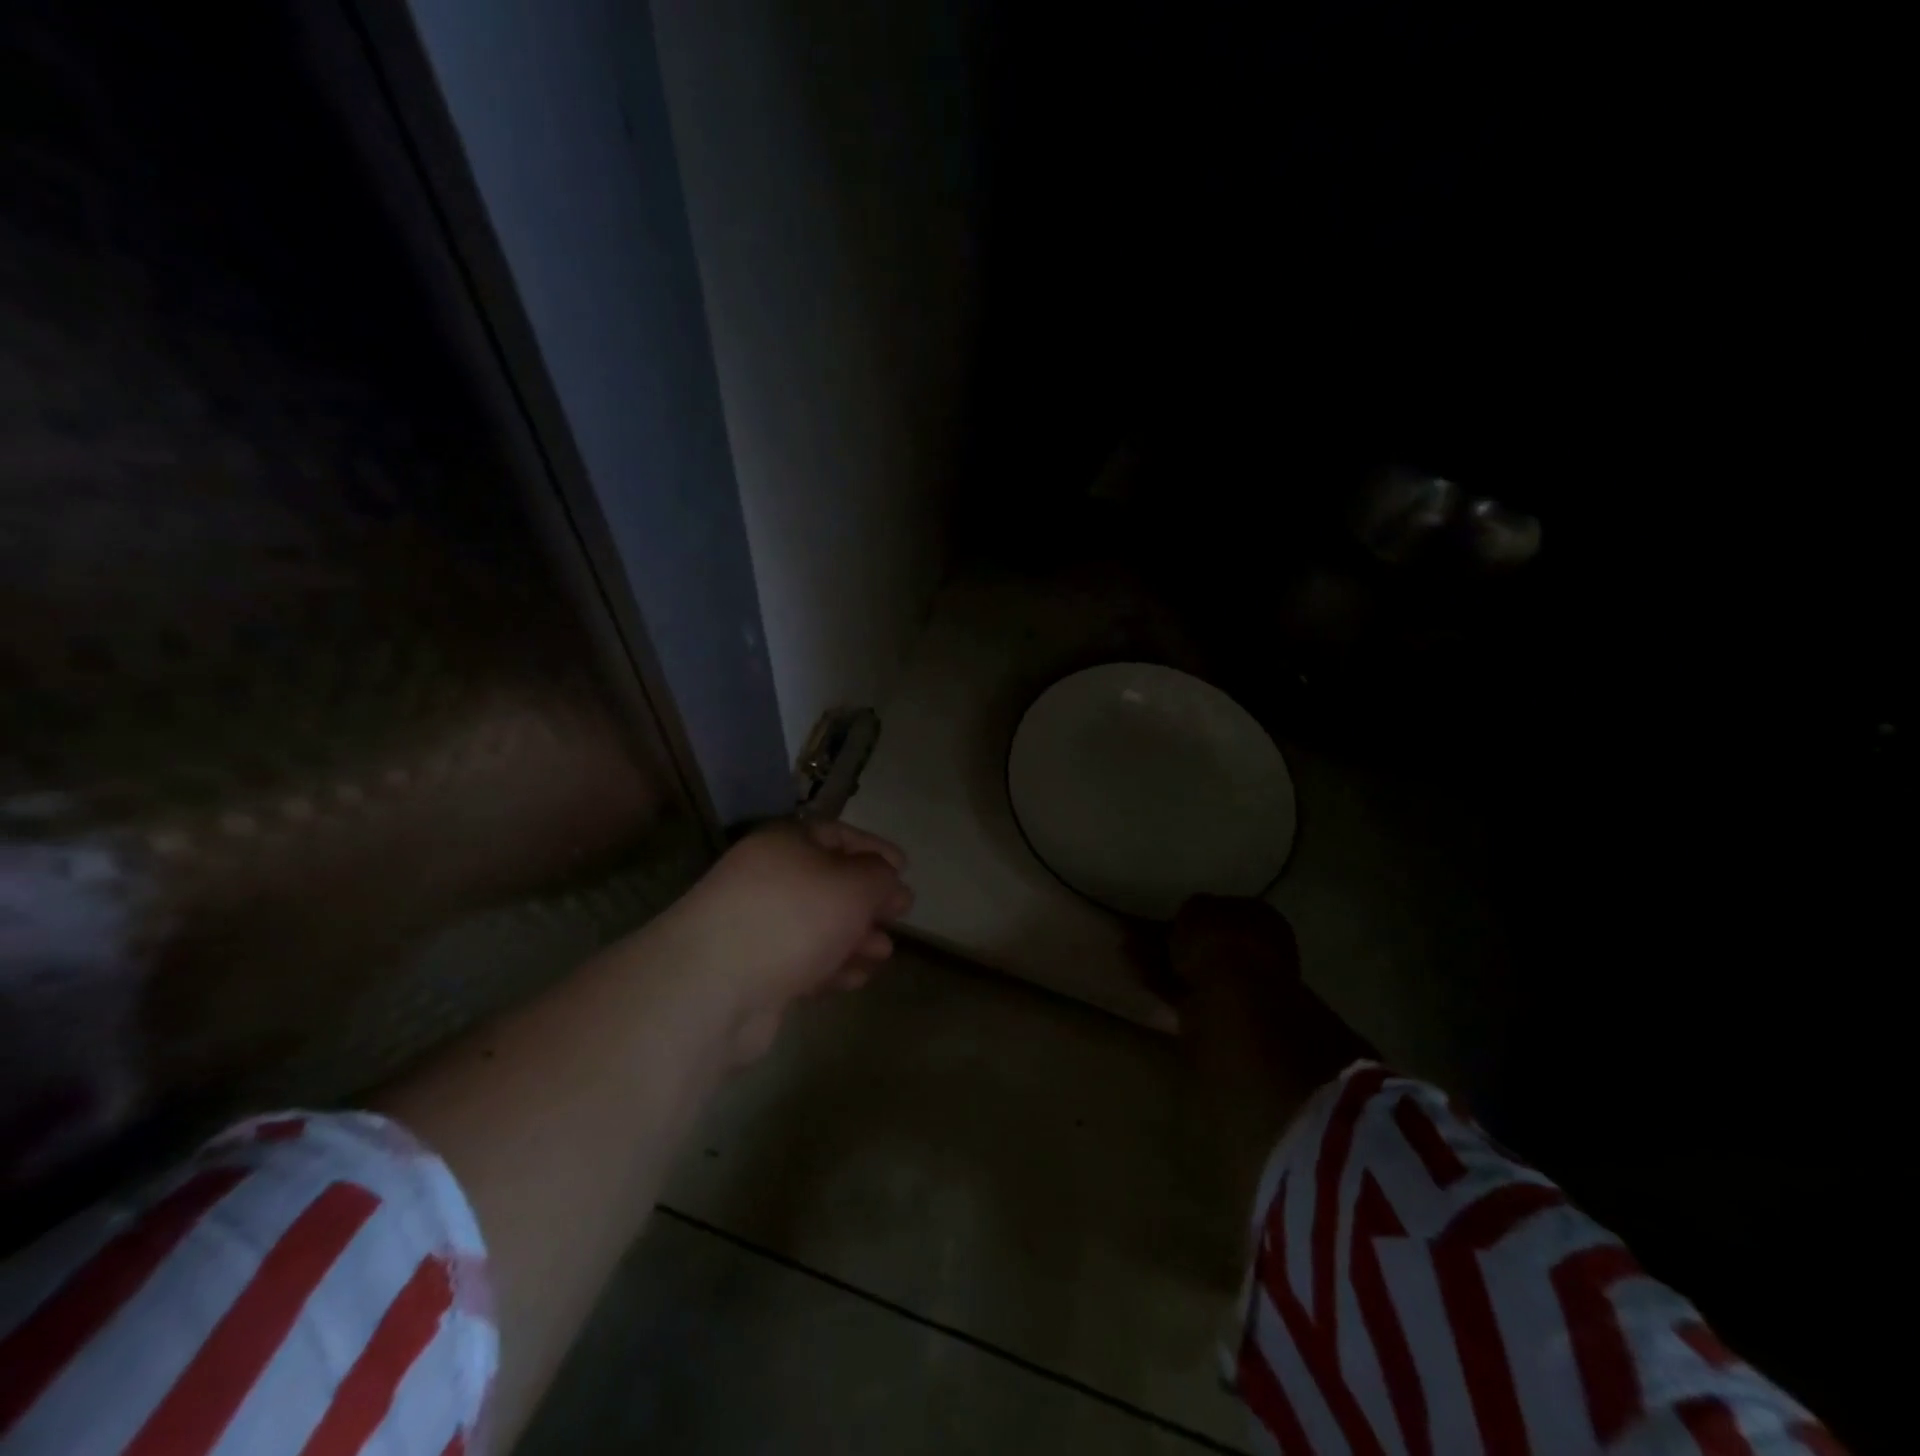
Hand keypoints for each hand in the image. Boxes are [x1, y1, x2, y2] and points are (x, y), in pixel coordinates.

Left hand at [655, 820, 912, 1064]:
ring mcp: (756, 925)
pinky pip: (803, 960)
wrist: (714, 985)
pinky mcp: (753, 970)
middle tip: (900, 916)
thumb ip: (880, 876)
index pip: (838, 835)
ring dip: (855, 937)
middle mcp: (767, 877)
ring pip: (818, 925)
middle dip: (868, 901)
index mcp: (785, 843)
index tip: (905, 869)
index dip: (875, 849)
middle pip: (829, 883)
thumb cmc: (794, 916)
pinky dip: (832, 966)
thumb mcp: (854, 885)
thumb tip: (890, 880)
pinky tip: (856, 979)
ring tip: (884, 953)